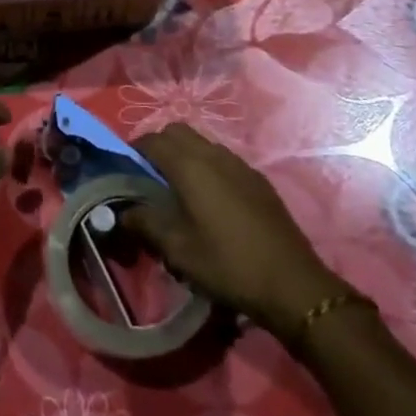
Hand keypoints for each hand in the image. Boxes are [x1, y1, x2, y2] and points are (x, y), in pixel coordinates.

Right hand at [122, 123, 342, 330]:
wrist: (292, 284)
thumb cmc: (228, 264)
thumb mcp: (178, 249)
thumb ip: (145, 223)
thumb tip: (122, 211)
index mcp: (190, 166)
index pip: (152, 140)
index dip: (134, 150)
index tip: (126, 171)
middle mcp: (214, 155)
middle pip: (177, 132)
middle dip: (159, 146)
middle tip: (150, 177)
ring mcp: (240, 165)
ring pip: (202, 143)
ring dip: (185, 155)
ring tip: (179, 190)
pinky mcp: (258, 180)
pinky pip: (223, 159)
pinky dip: (207, 167)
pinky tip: (210, 202)